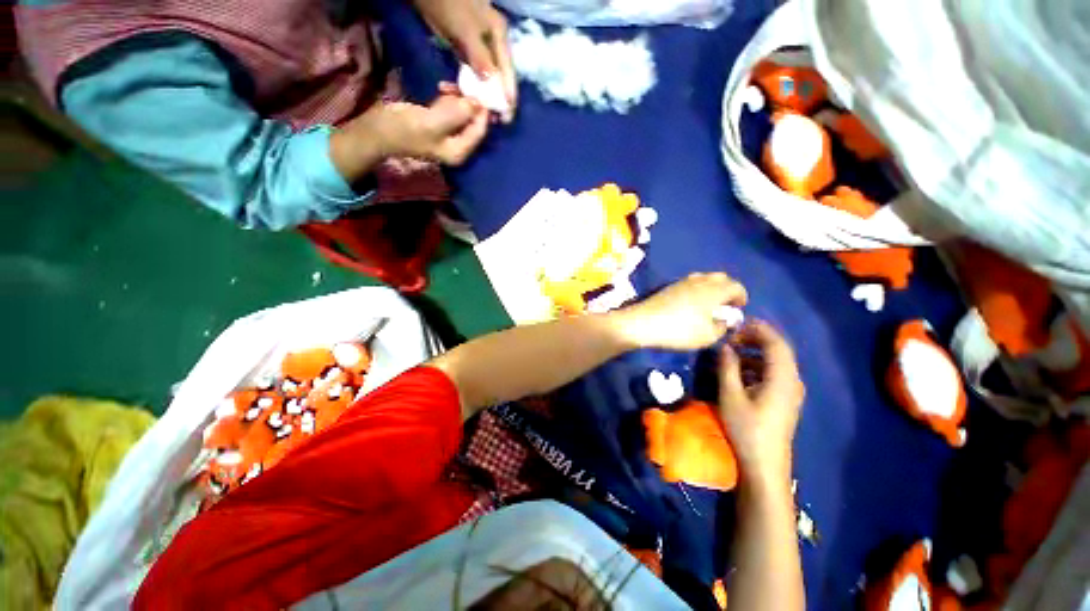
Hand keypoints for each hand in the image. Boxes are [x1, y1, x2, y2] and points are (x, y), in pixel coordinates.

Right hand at [372, 95, 489, 164]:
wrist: (375, 131)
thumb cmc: (403, 129)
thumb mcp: (432, 122)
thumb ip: (456, 114)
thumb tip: (477, 103)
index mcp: (459, 152)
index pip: (480, 131)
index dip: (481, 110)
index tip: (477, 87)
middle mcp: (458, 147)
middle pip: (473, 122)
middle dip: (468, 103)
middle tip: (458, 85)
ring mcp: (449, 136)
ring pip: (464, 113)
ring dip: (457, 98)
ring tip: (444, 87)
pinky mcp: (439, 124)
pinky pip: (452, 110)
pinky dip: (449, 99)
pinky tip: (441, 89)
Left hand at [413, 0, 516, 121]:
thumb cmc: (449, 4)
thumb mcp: (466, 29)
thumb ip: (479, 56)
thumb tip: (490, 82)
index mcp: (498, 35)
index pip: (507, 70)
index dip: (508, 94)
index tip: (508, 115)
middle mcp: (492, 43)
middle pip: (499, 76)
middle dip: (499, 99)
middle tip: (499, 120)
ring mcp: (479, 47)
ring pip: (486, 77)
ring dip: (486, 97)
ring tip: (487, 117)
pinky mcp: (465, 49)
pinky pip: (472, 74)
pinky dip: (471, 87)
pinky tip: (471, 101)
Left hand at [613, 272, 747, 350]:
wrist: (643, 323)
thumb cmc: (679, 330)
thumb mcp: (707, 336)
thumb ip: (721, 327)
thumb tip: (723, 321)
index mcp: (714, 290)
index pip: (736, 286)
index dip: (741, 296)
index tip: (739, 308)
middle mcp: (700, 281)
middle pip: (721, 278)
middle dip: (727, 289)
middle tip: (726, 305)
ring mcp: (682, 281)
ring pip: (704, 278)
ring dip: (711, 288)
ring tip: (709, 305)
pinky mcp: (669, 286)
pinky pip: (690, 283)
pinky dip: (697, 289)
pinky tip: (692, 304)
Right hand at [718, 322, 804, 485]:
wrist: (764, 465)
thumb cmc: (747, 428)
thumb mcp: (731, 395)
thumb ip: (728, 367)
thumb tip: (724, 347)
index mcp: (782, 378)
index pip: (776, 343)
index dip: (758, 329)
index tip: (736, 325)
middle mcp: (792, 381)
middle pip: (778, 350)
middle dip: (754, 339)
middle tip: (730, 338)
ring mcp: (790, 392)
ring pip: (775, 362)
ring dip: (754, 353)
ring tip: (730, 353)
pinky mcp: (784, 400)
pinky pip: (773, 374)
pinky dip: (756, 366)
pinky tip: (738, 372)